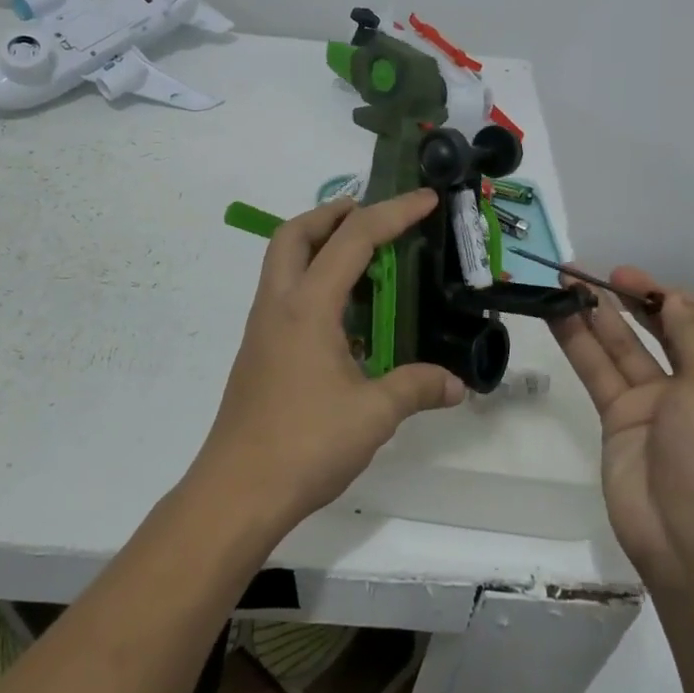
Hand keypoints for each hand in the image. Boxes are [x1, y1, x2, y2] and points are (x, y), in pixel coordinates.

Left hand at [195, 190, 466, 529]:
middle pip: (294, 233)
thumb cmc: (304, 444)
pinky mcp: (259, 351)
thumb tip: (457, 385)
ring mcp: (263, 327)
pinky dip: (313, 279)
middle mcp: (279, 304)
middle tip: (371, 216)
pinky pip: (285, 292)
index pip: (354, 239)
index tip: (426, 200)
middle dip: (333, 213)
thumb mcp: (373, 415)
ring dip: (318, 244)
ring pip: (283, 261)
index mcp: (307, 306)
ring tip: (363, 259)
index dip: (393, 213)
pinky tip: (345, 315)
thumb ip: (416, 388)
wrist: (236, 493)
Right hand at [551, 268, 693, 593]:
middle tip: (621, 275)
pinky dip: (579, 341)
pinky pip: (600, 371)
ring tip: (574, 279)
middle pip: (688, 336)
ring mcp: (663, 406)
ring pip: (633, 348)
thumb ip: (693, 334)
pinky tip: (557, 310)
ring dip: (606, 313)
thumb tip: (676, 297)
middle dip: (657, 301)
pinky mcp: (623, 419)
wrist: (687, 543)